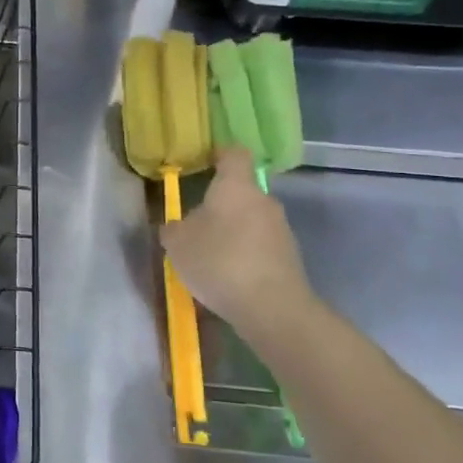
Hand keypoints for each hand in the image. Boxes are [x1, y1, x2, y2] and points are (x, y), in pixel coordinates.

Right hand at [159, 146, 313, 336]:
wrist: (272, 308)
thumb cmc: (219, 261)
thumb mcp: (177, 244)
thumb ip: (174, 228)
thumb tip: (178, 225)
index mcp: (236, 186)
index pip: (233, 154)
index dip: (218, 154)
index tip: (203, 162)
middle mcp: (263, 200)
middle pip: (241, 191)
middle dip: (219, 203)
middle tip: (195, 222)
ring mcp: (281, 229)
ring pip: (250, 220)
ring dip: (232, 231)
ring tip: (209, 255)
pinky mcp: (289, 257)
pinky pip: (259, 245)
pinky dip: (244, 253)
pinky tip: (228, 275)